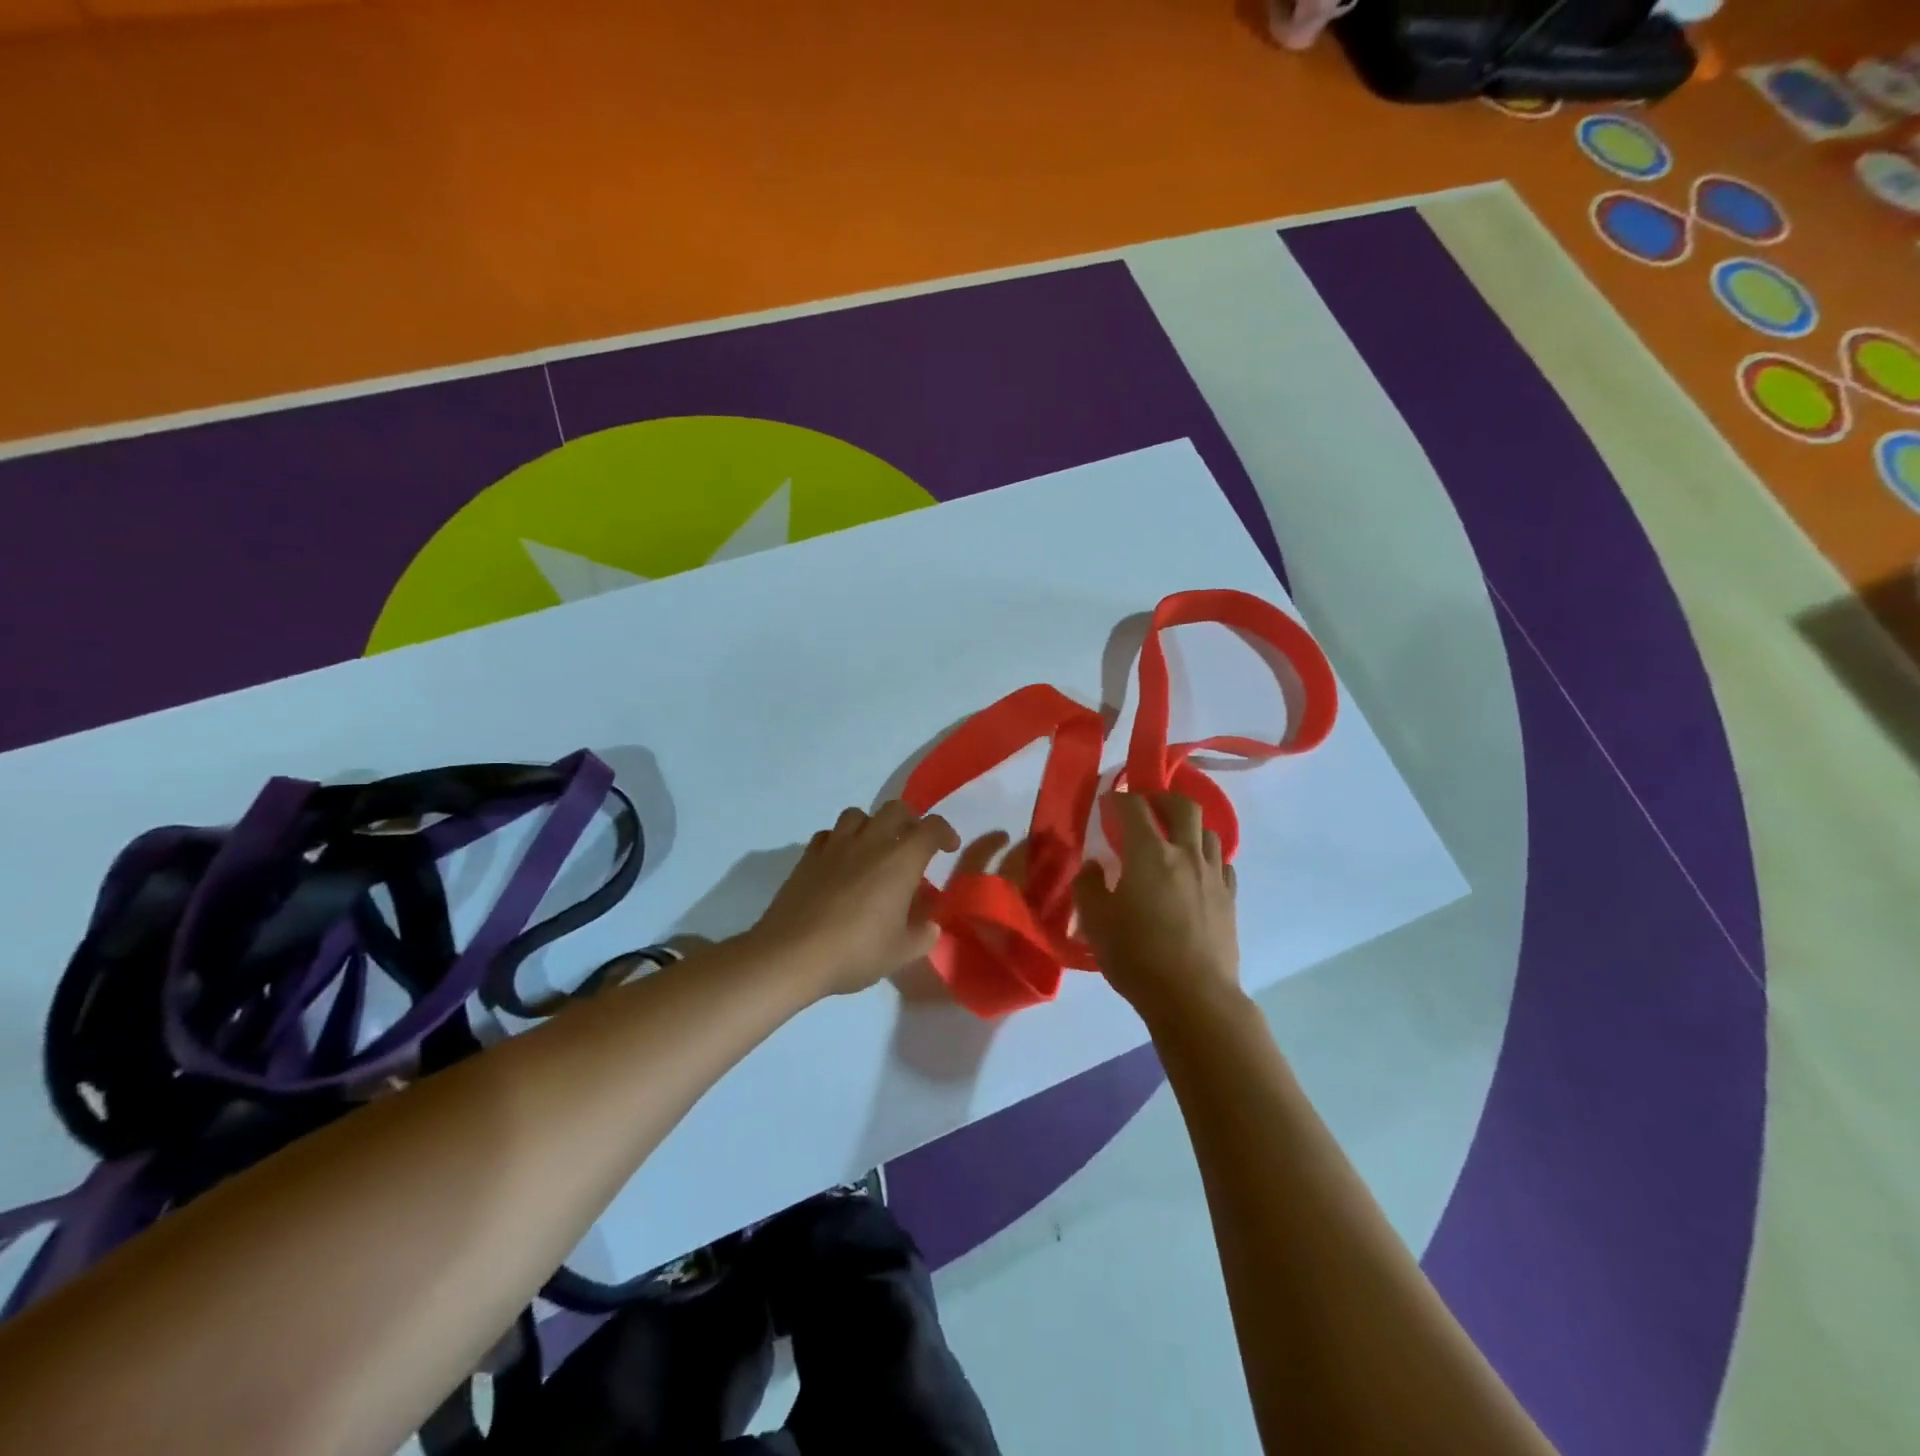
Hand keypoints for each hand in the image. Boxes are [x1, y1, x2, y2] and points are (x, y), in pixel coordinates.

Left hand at [749, 801, 959, 997]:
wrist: (792, 954)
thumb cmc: (855, 951)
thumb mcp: (901, 953)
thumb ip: (923, 934)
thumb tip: (929, 925)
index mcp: (901, 859)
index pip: (931, 828)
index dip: (945, 833)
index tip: (949, 848)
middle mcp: (871, 842)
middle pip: (895, 809)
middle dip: (910, 821)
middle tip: (913, 845)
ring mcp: (836, 845)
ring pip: (858, 814)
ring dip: (872, 825)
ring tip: (874, 848)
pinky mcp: (808, 856)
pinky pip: (829, 834)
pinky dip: (840, 840)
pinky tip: (841, 861)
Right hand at [1074, 792, 1240, 1022]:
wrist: (1193, 997)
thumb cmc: (1137, 956)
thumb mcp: (1095, 922)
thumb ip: (1089, 886)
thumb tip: (1094, 867)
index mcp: (1149, 854)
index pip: (1133, 808)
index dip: (1118, 798)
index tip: (1107, 802)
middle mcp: (1185, 854)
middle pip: (1183, 807)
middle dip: (1162, 799)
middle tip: (1146, 807)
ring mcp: (1213, 876)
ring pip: (1208, 832)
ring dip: (1189, 827)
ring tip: (1174, 839)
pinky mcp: (1230, 899)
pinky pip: (1223, 863)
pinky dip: (1207, 857)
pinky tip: (1197, 871)